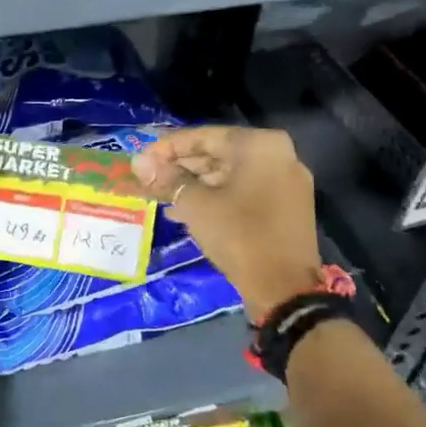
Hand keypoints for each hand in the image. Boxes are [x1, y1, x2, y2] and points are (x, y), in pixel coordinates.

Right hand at [131, 126, 321, 320]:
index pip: (202, 137)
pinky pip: (243, 191)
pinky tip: (185, 212)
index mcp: (259, 145)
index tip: (140, 159)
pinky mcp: (286, 206)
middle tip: (148, 179)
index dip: (166, 147)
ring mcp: (286, 181)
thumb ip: (167, 178)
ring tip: (161, 198)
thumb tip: (139, 162)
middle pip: (217, 153)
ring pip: (229, 174)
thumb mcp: (196, 204)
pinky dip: (216, 197)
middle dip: (180, 167)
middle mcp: (278, 155)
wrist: (285, 290)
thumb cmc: (239, 235)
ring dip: (194, 184)